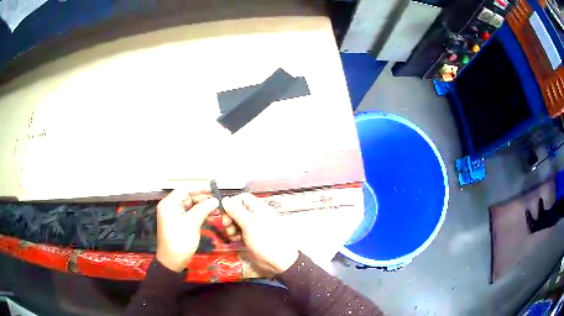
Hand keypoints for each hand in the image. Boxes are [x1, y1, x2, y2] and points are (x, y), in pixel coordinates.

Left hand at [156, 186, 218, 271]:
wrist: (173, 261)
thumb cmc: (180, 241)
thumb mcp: (192, 223)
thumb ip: (203, 209)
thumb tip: (215, 200)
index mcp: (169, 204)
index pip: (185, 189)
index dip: (199, 188)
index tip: (214, 189)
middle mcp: (171, 207)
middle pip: (189, 197)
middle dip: (203, 199)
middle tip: (219, 201)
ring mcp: (176, 215)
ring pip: (192, 206)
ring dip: (204, 207)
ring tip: (218, 209)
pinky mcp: (180, 223)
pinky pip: (191, 214)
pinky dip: (201, 214)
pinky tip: (212, 217)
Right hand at [221, 193, 298, 274]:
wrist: (278, 261)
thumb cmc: (265, 240)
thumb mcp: (249, 224)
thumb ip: (236, 211)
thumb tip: (224, 199)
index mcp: (259, 208)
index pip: (242, 198)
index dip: (232, 203)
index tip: (224, 213)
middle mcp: (256, 215)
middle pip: (238, 209)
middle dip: (230, 216)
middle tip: (227, 226)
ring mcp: (253, 227)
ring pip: (237, 221)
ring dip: (231, 226)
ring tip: (231, 235)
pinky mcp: (251, 237)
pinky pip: (240, 231)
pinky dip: (235, 234)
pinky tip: (235, 240)